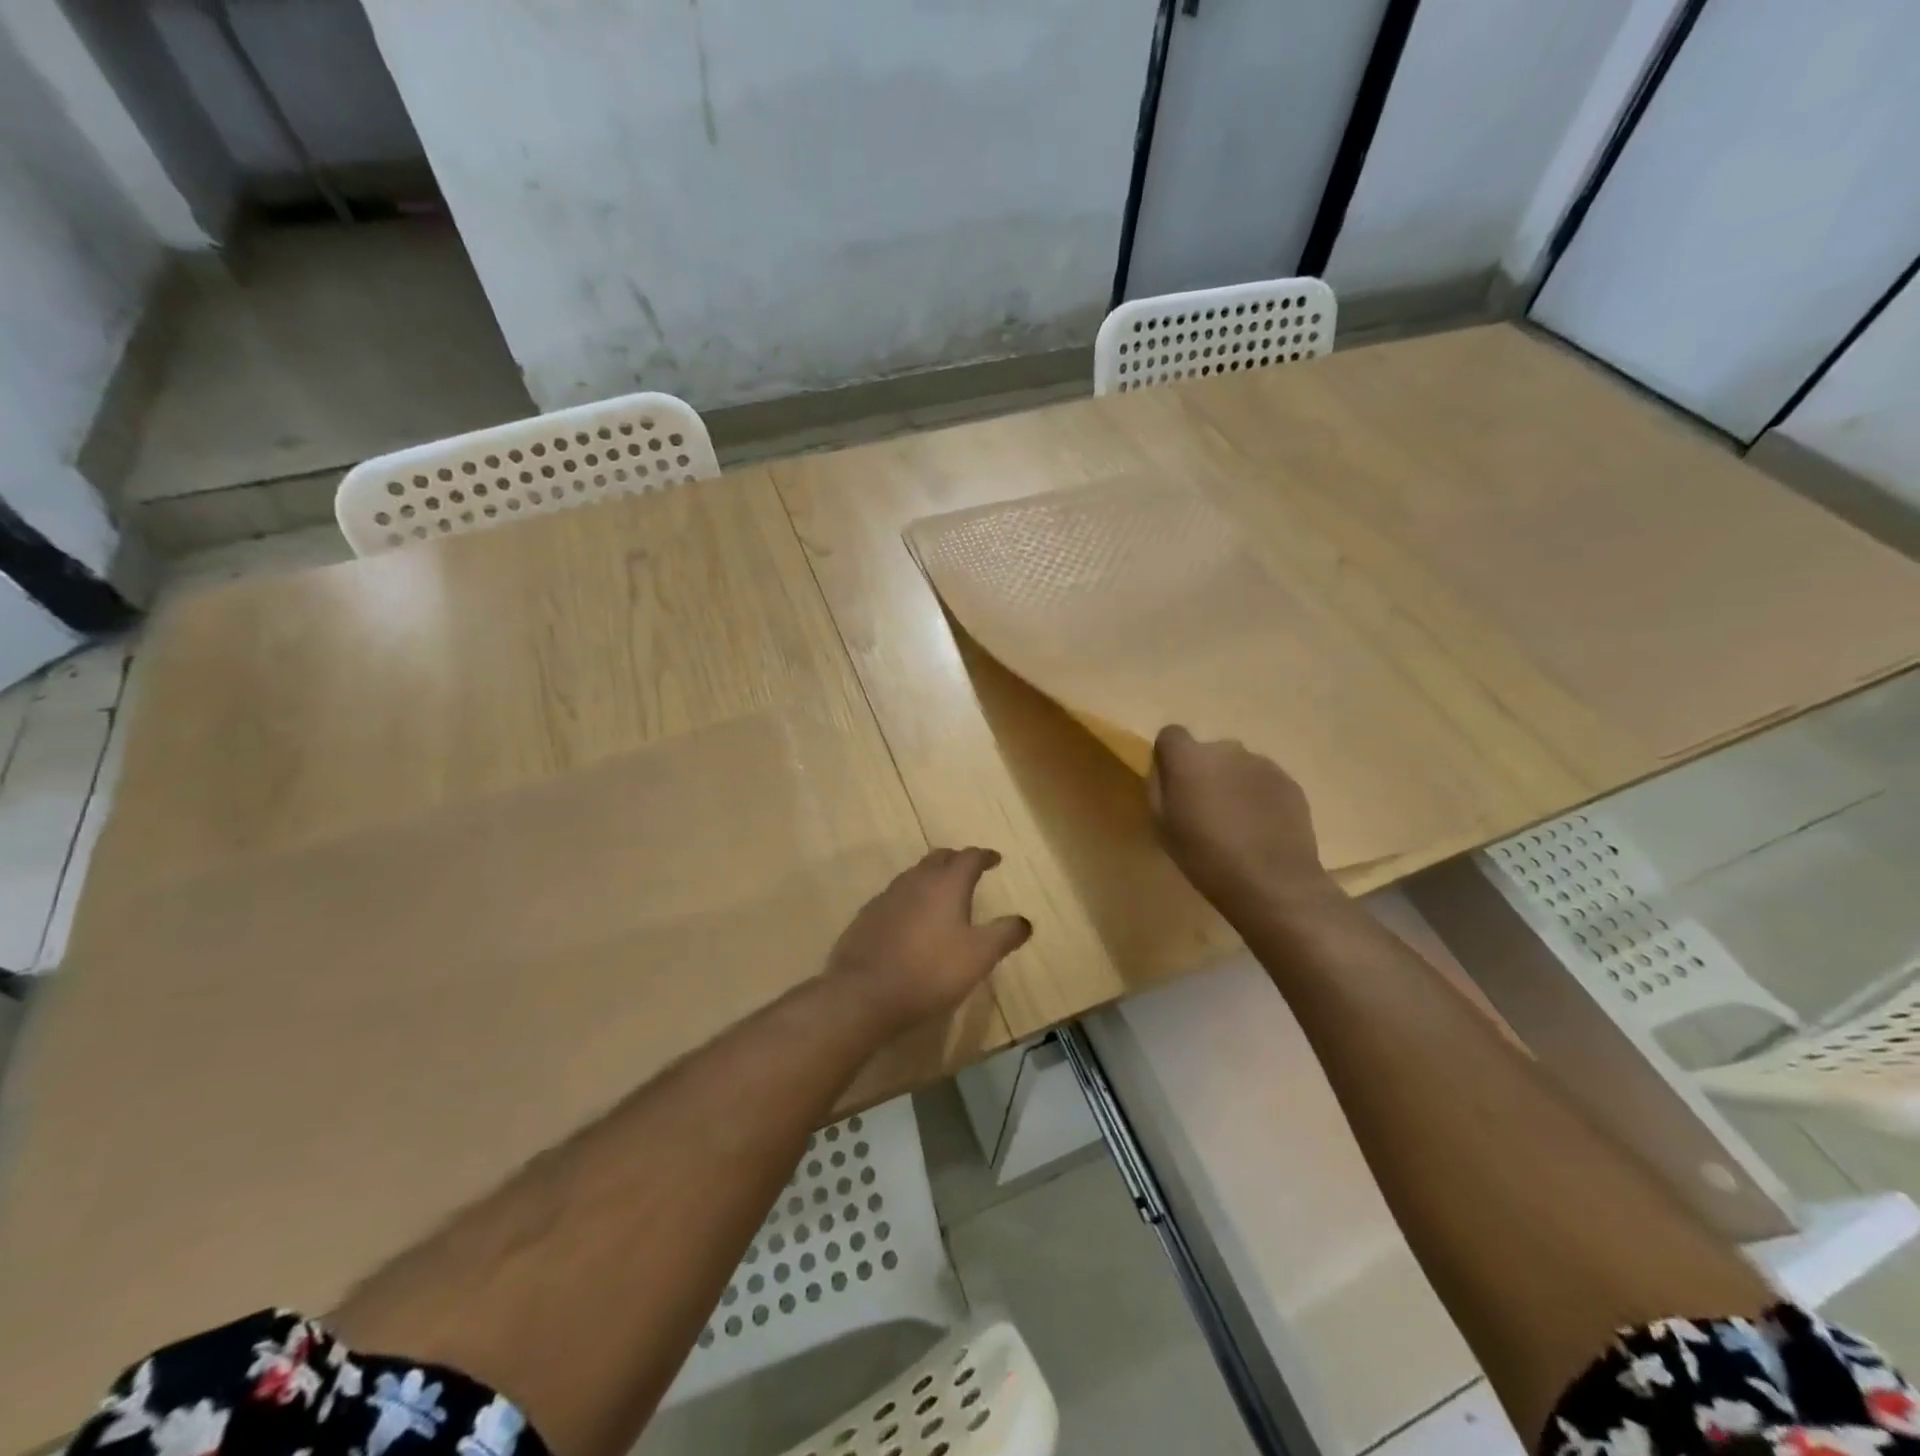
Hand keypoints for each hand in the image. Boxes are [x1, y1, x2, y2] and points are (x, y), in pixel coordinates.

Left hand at [825, 848, 1030, 1033]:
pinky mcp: (867, 916)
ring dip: (932, 878)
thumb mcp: (979, 956)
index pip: (969, 857)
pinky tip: (912, 920)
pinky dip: (911, 899)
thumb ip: (1004, 934)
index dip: (985, 856)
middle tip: (969, 870)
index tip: (995, 859)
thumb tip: (1025, 921)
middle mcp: (916, 880)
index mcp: (946, 883)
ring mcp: (887, 896)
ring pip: (915, 875)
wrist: (864, 992)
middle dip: (957, 860)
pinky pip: (896, 896)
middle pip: (939, 858)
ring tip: (943, 894)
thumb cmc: (930, 971)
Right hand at [1147, 725, 1344, 921]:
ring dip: (1232, 783)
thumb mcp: (1162, 826)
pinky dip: (1258, 796)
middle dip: (1203, 772)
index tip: (1173, 784)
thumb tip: (1163, 769)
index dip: (1169, 756)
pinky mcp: (1288, 781)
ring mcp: (1262, 763)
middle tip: (1206, 810)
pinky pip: (1263, 780)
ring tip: (1237, 822)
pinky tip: (1261, 828)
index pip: (1171, 734)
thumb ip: (1158, 787)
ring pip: (1237, 766)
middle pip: (1207, 752)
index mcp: (1189, 759)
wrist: (1273, 883)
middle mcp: (1226, 749)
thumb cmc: (1206, 857)